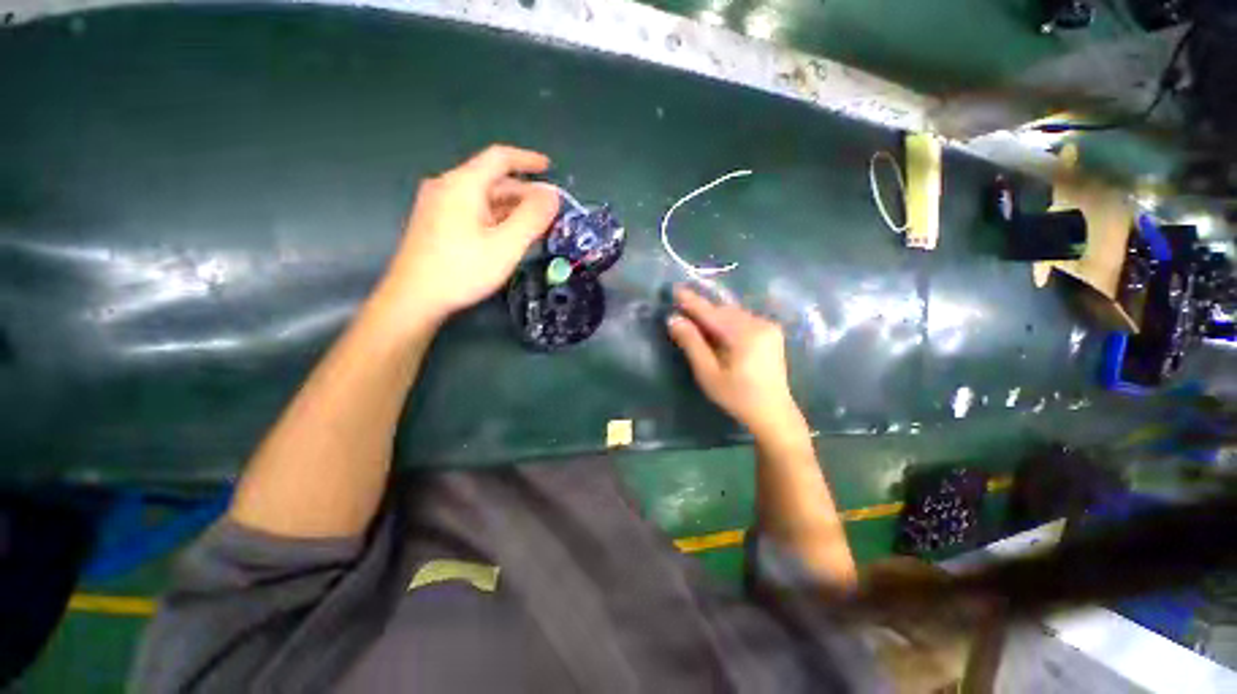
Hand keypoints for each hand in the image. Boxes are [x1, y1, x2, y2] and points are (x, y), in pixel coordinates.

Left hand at [372, 145, 559, 327]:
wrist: (413, 298)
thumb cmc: (463, 270)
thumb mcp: (506, 245)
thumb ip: (532, 218)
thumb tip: (553, 195)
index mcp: (463, 184)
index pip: (499, 158)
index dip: (527, 160)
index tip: (549, 167)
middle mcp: (447, 186)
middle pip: (492, 180)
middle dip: (524, 193)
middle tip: (549, 211)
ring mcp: (438, 205)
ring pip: (483, 197)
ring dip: (511, 207)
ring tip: (534, 225)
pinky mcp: (435, 223)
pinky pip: (472, 210)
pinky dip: (495, 217)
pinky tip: (507, 235)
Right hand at [667, 286, 804, 436]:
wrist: (773, 413)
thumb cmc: (737, 397)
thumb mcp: (708, 373)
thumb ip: (691, 343)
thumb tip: (674, 319)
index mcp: (744, 334)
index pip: (711, 313)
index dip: (691, 301)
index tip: (675, 289)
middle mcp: (759, 323)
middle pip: (723, 311)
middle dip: (702, 309)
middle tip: (681, 306)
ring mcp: (768, 327)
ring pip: (734, 313)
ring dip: (714, 315)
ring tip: (696, 318)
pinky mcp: (771, 332)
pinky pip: (743, 319)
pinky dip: (727, 320)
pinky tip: (717, 328)